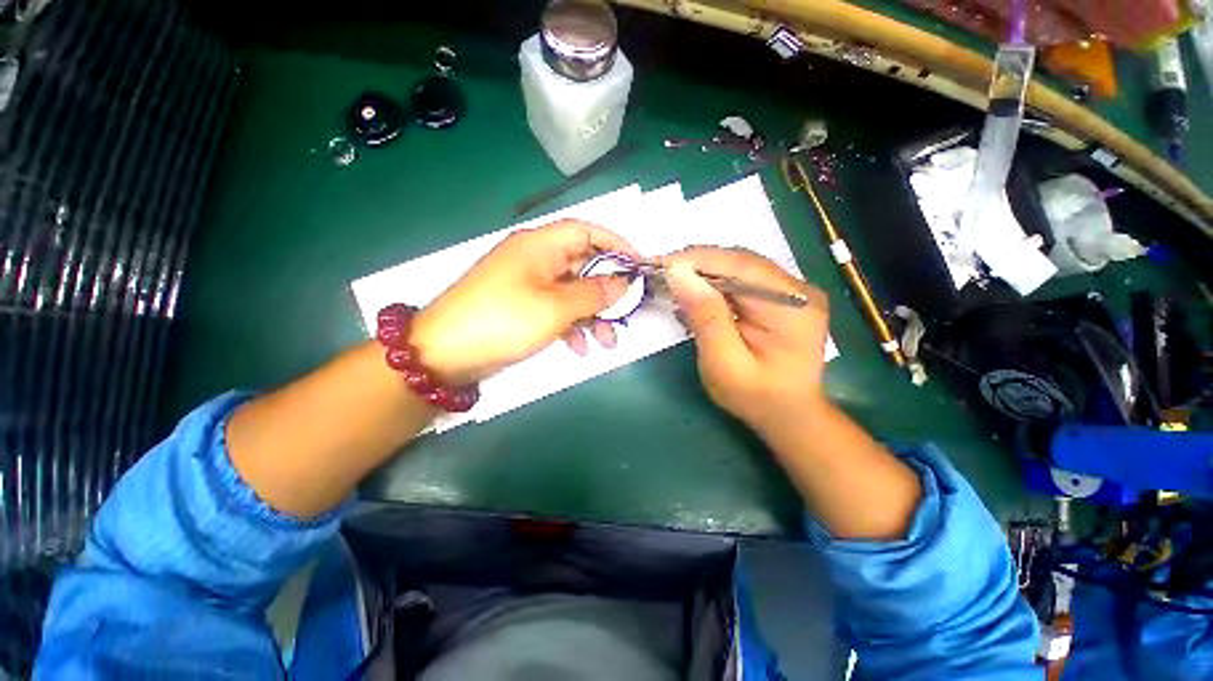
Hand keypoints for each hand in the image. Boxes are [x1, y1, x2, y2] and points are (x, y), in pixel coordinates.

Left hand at [411, 220, 637, 384]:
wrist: (444, 354)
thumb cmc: (503, 321)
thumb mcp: (555, 307)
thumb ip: (594, 293)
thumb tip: (623, 283)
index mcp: (539, 246)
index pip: (586, 231)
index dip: (615, 244)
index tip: (638, 266)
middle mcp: (534, 259)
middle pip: (582, 266)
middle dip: (607, 292)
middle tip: (625, 315)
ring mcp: (527, 284)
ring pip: (572, 292)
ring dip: (592, 315)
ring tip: (606, 342)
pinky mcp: (521, 307)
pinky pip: (556, 309)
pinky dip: (571, 326)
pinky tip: (578, 348)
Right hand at [663, 247, 829, 436]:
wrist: (788, 413)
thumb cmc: (756, 397)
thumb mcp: (724, 364)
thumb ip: (705, 317)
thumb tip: (679, 273)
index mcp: (791, 307)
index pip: (740, 266)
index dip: (698, 260)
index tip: (661, 264)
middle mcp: (798, 290)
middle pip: (741, 261)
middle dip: (697, 262)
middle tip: (660, 270)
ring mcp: (791, 290)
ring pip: (739, 265)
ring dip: (704, 269)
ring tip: (673, 278)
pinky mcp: (780, 296)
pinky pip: (742, 277)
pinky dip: (715, 280)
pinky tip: (695, 290)